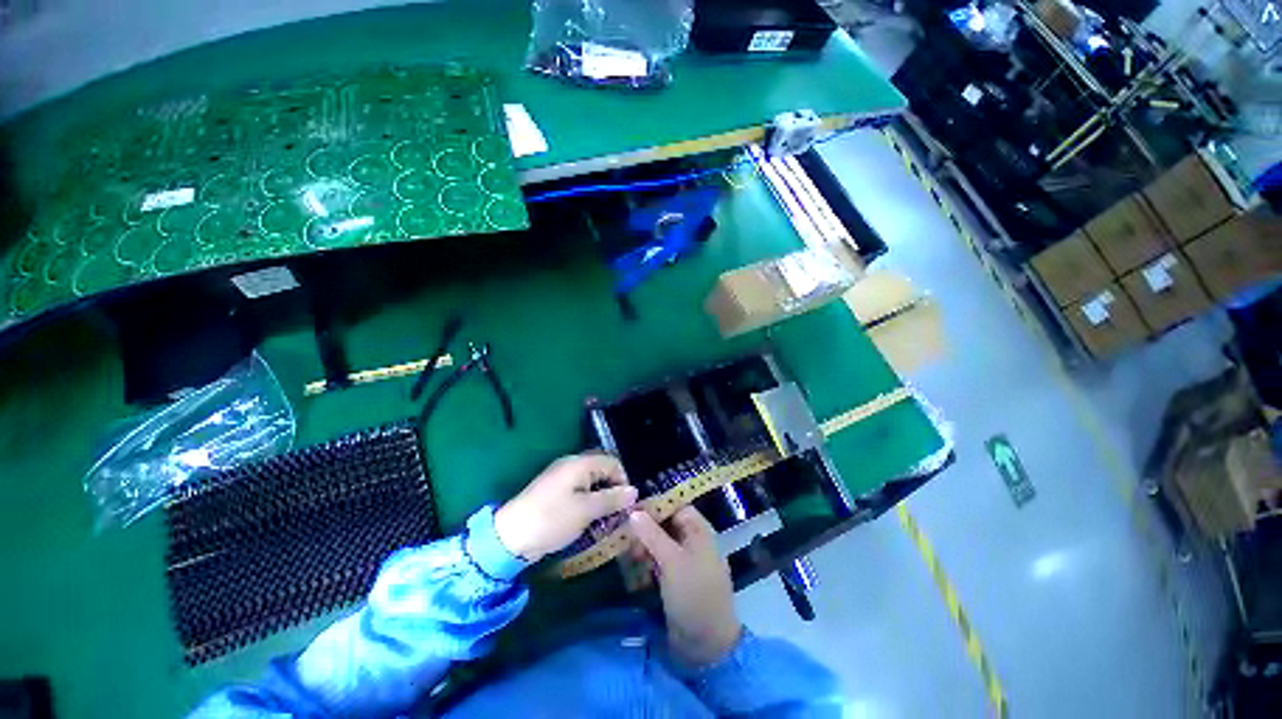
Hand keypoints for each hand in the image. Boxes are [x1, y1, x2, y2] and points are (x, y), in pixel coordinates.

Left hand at [494, 453, 636, 562]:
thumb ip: (612, 499)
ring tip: (605, 521)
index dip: (623, 481)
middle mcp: (572, 465)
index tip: (626, 505)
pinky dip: (588, 503)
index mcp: (580, 463)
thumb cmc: (552, 519)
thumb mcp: (586, 510)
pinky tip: (589, 521)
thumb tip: (634, 491)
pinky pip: (580, 492)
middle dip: (613, 491)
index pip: (613, 463)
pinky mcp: (555, 492)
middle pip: (602, 471)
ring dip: (601, 499)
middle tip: (617, 514)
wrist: (510, 536)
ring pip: (592, 483)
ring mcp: (562, 478)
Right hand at [629, 506, 741, 667]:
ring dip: (643, 545)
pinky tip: (632, 568)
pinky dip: (646, 561)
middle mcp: (692, 541)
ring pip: (660, 542)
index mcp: (698, 530)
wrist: (707, 646)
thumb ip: (652, 534)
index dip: (654, 505)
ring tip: (627, 554)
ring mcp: (684, 560)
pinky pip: (658, 561)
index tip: (629, 509)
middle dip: (645, 528)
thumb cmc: (693, 595)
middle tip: (624, 536)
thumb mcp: (672, 561)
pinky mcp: (675, 578)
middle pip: (665, 523)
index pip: (674, 505)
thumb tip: (633, 511)